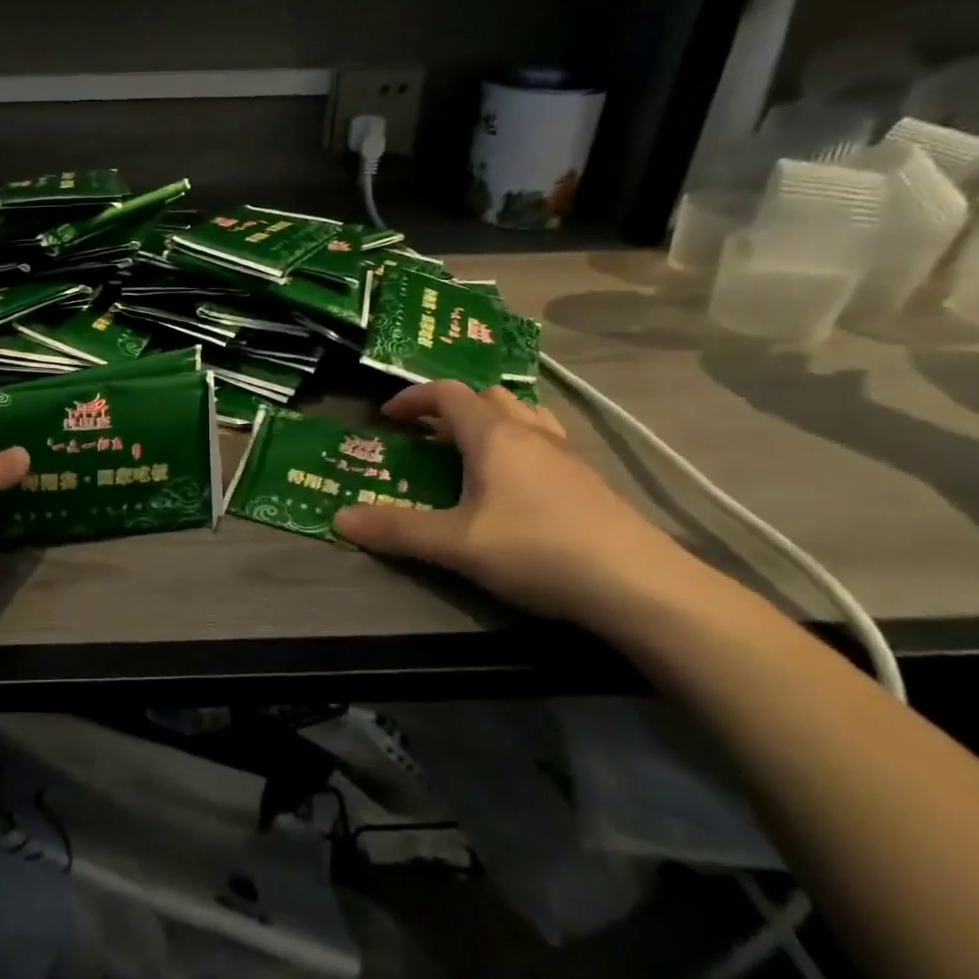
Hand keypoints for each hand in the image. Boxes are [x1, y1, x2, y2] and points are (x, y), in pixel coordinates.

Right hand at [333, 381, 689, 627]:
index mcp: (494, 435)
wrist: (639, 585)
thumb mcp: (456, 544)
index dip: (412, 398)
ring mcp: (565, 455)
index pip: (446, 393)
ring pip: (521, 415)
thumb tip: (339, 519)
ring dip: (489, 421)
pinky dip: (518, 445)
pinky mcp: (588, 481)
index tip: (386, 417)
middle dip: (449, 408)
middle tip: (426, 437)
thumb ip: (397, 530)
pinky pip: (544, 441)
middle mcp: (530, 432)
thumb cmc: (537, 550)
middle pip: (485, 396)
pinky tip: (516, 484)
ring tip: (469, 453)